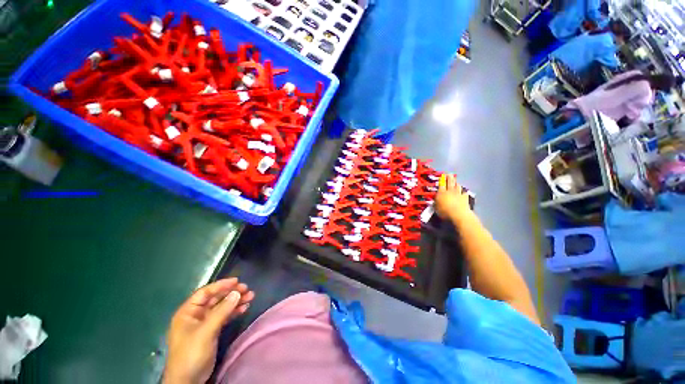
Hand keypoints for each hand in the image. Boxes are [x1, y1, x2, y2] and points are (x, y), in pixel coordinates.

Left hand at [163, 278, 254, 383]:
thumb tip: (237, 293)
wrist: (188, 380)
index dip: (221, 285)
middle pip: (215, 299)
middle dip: (231, 293)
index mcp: (188, 312)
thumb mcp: (206, 331)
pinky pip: (224, 317)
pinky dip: (234, 312)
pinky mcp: (211, 331)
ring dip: (235, 302)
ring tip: (250, 297)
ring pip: (222, 307)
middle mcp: (196, 315)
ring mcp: (204, 324)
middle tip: (247, 289)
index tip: (237, 281)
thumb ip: (221, 311)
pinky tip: (244, 308)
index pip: (205, 292)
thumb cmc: (191, 353)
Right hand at [435, 174, 472, 221]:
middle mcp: (450, 191)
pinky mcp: (465, 198)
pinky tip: (463, 192)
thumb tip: (435, 200)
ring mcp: (458, 194)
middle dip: (449, 177)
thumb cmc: (444, 211)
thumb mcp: (436, 208)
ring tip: (455, 182)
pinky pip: (464, 193)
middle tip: (449, 174)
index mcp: (441, 192)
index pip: (441, 184)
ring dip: (456, 183)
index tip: (442, 175)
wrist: (459, 214)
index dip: (442, 179)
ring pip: (457, 186)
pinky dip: (463, 192)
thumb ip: (436, 202)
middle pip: (450, 182)